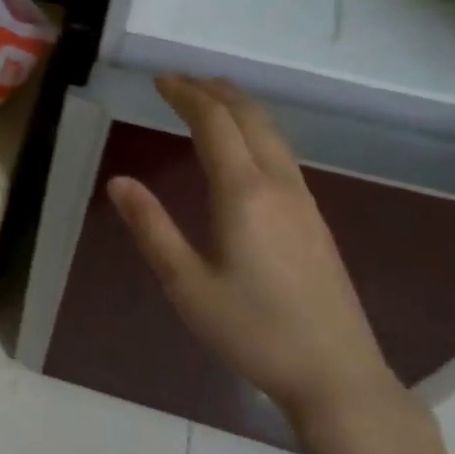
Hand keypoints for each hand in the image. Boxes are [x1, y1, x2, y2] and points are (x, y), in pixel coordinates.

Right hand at [107, 76, 396, 428]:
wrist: (335, 372)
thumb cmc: (251, 331)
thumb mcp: (186, 284)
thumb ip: (152, 228)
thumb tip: (119, 181)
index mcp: (244, 194)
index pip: (215, 124)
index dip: (187, 95)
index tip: (161, 80)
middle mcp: (279, 185)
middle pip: (251, 118)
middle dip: (215, 91)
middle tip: (181, 81)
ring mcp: (304, 201)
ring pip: (272, 134)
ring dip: (239, 108)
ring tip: (209, 100)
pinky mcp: (315, 219)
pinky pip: (282, 154)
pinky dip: (256, 132)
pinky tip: (244, 149)